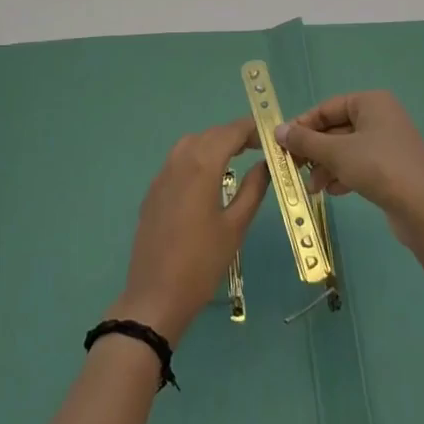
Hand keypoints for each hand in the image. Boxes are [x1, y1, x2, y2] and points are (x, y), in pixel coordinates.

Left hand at [112, 119, 270, 342]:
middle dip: (234, 134)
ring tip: (236, 157)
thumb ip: (253, 189)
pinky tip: (208, 178)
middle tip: (258, 146)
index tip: (270, 135)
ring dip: (214, 143)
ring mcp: (162, 176)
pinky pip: (177, 161)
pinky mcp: (153, 191)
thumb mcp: (235, 226)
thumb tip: (265, 164)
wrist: (156, 295)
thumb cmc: (202, 262)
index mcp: (201, 166)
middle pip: (209, 135)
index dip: (251, 128)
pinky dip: (196, 157)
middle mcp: (178, 161)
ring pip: (190, 144)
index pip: (229, 132)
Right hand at [274, 91, 423, 251]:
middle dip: (314, 150)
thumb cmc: (379, 168)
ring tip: (313, 187)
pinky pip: (360, 165)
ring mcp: (389, 144)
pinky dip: (343, 175)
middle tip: (293, 168)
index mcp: (371, 102)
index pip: (327, 108)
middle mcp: (381, 117)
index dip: (303, 125)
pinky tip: (333, 192)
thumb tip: (277, 130)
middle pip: (336, 129)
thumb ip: (305, 141)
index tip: (282, 144)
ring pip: (346, 150)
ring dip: (326, 166)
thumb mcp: (336, 152)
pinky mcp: (393, 168)